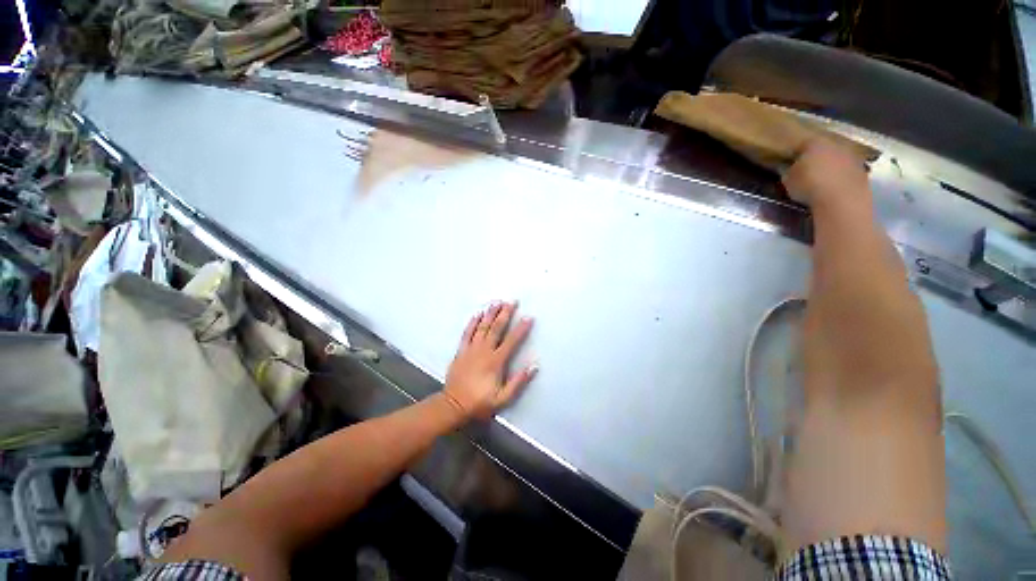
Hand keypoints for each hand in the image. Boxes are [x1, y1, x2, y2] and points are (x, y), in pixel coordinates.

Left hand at [443, 302, 536, 420]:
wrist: (453, 405)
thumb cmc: (480, 402)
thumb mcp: (503, 398)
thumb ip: (518, 382)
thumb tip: (534, 366)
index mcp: (495, 361)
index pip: (511, 341)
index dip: (521, 328)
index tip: (528, 317)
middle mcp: (484, 351)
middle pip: (496, 328)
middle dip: (505, 313)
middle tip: (512, 301)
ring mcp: (471, 349)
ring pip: (482, 327)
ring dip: (490, 313)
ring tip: (497, 302)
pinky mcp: (461, 351)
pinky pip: (467, 333)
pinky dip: (472, 322)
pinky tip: (477, 313)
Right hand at [783, 138, 870, 208]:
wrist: (842, 199)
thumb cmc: (809, 185)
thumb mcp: (788, 180)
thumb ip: (788, 171)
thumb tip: (787, 169)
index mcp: (814, 143)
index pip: (801, 144)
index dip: (794, 153)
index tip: (788, 162)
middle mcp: (835, 144)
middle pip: (823, 149)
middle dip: (815, 158)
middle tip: (805, 170)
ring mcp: (851, 157)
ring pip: (836, 159)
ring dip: (829, 167)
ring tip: (820, 180)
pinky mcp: (862, 171)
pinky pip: (846, 172)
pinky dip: (839, 178)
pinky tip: (832, 188)